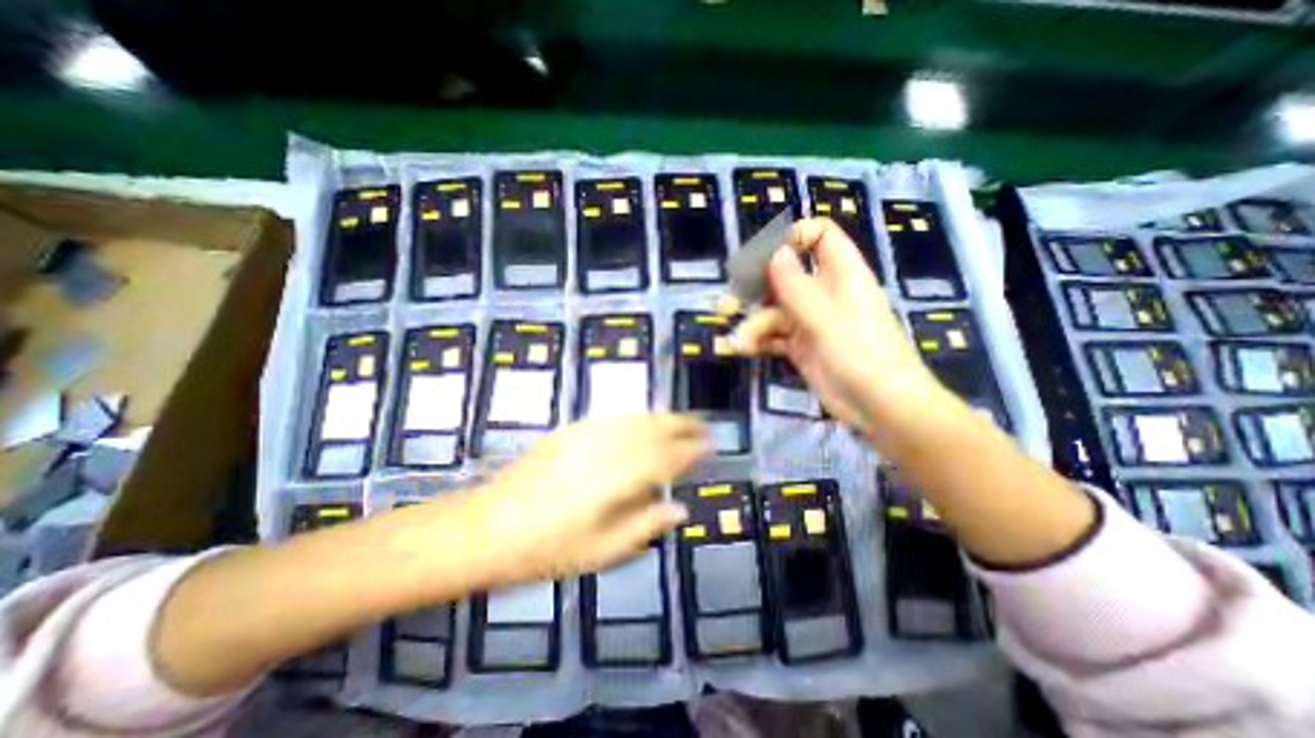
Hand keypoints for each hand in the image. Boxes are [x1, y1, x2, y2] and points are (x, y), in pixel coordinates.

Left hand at [472, 415, 710, 582]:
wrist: (488, 526)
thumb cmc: (546, 549)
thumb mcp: (601, 552)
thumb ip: (644, 526)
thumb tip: (679, 509)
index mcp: (615, 481)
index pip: (665, 458)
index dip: (691, 450)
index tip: (710, 446)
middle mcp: (604, 450)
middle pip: (652, 429)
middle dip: (682, 424)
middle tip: (702, 425)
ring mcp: (584, 435)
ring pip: (634, 418)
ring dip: (661, 416)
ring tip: (680, 419)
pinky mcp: (569, 430)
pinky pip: (611, 417)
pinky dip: (634, 416)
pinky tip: (642, 420)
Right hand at [718, 216, 944, 434]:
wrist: (880, 406)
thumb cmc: (861, 353)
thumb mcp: (825, 316)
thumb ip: (796, 284)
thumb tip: (775, 251)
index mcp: (840, 274)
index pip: (820, 237)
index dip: (792, 238)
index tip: (764, 255)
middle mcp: (824, 293)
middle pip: (784, 276)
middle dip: (754, 288)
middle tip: (728, 303)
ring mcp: (811, 322)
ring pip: (774, 311)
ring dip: (754, 325)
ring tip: (739, 342)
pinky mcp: (802, 347)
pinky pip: (774, 336)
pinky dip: (759, 341)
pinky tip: (745, 350)